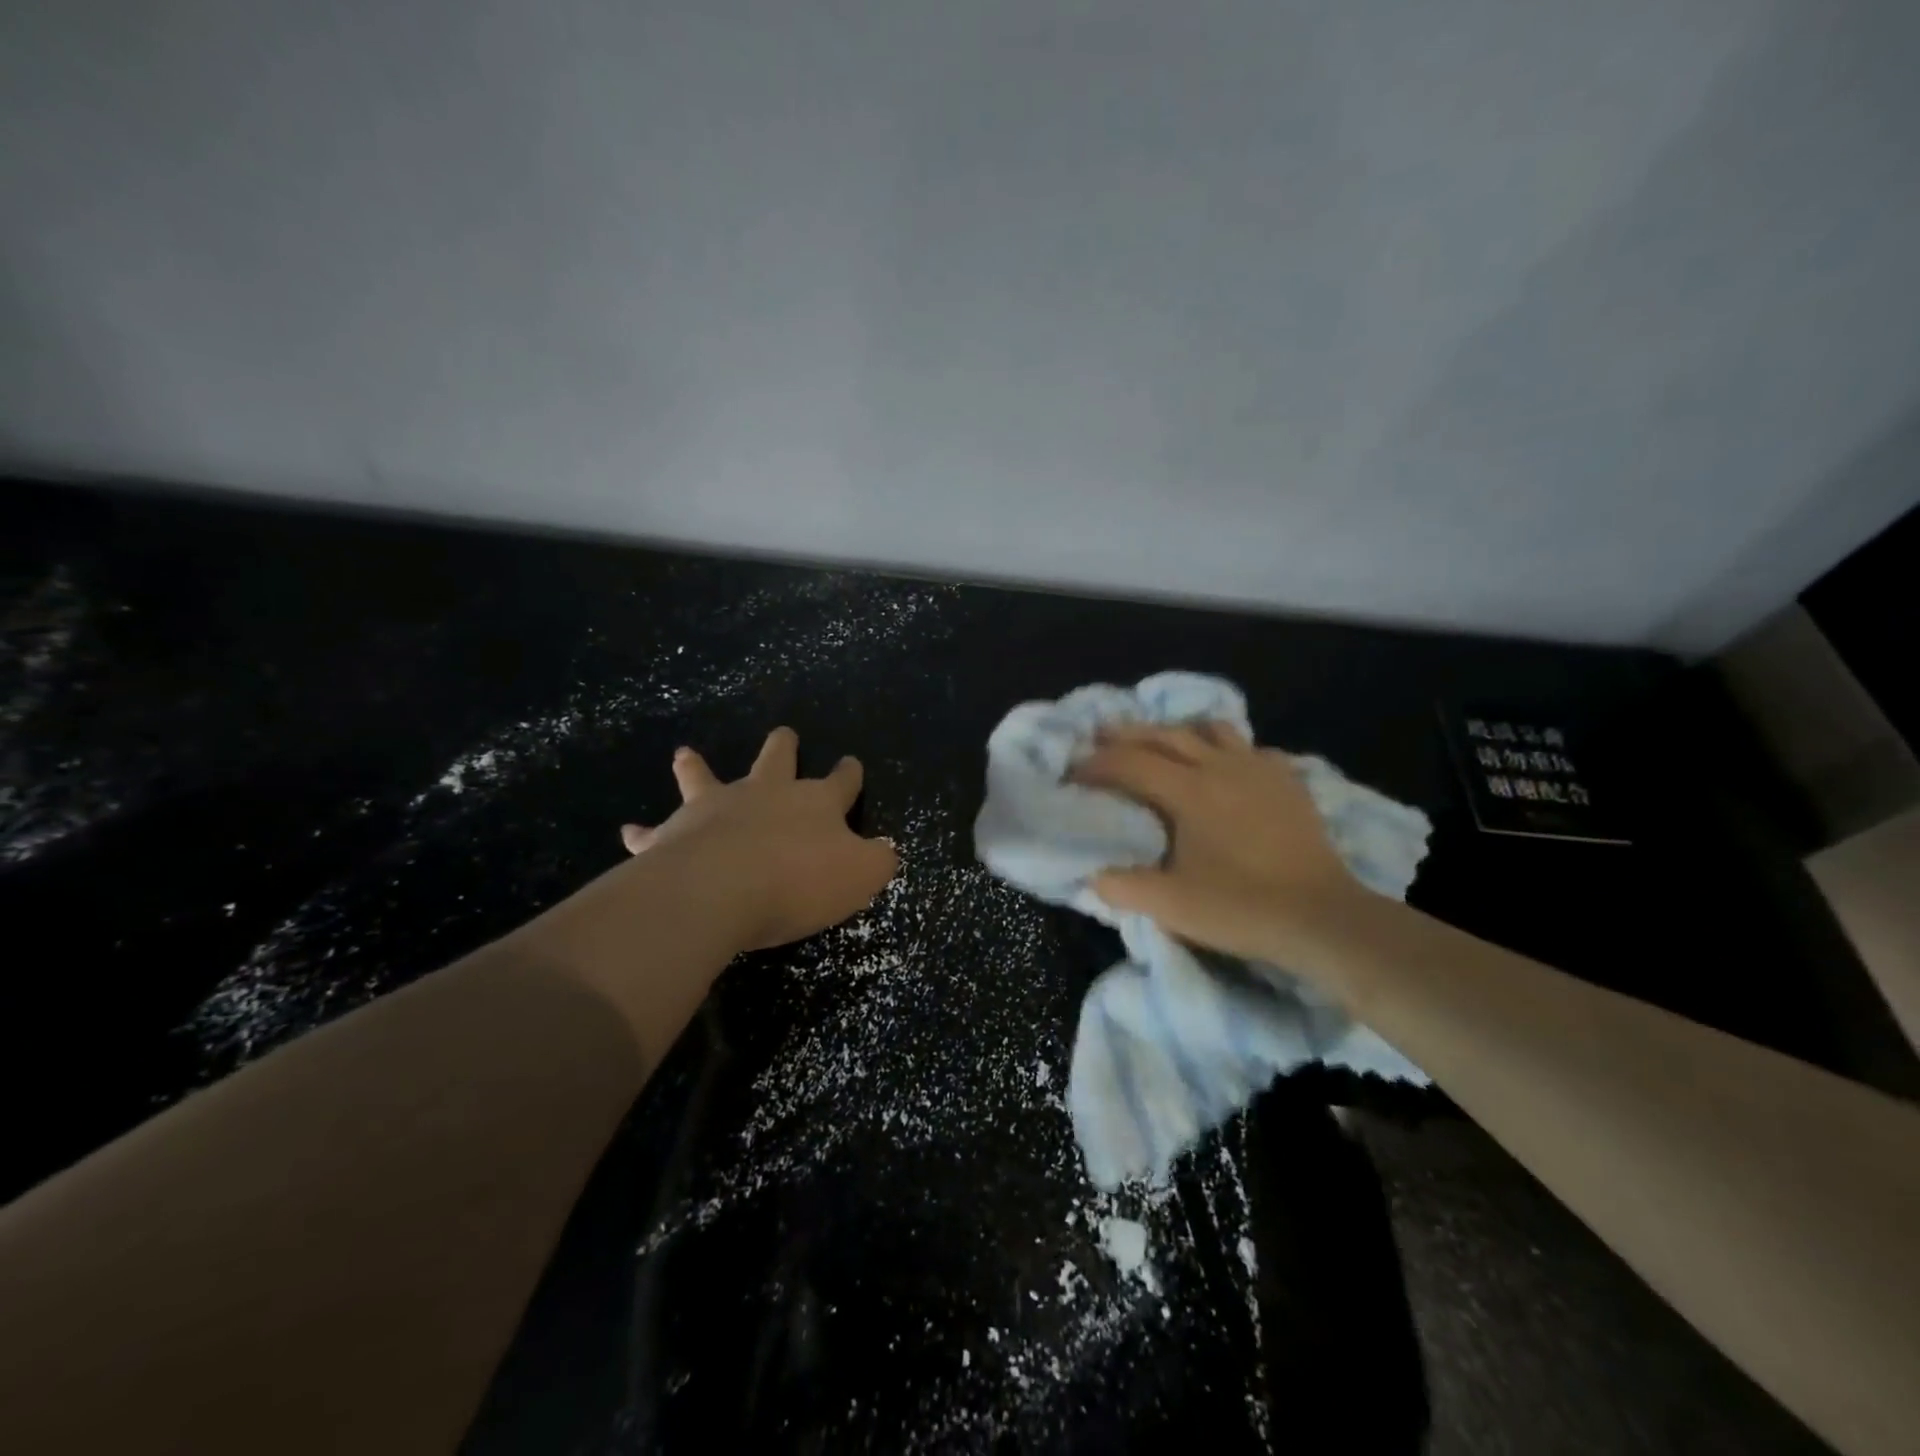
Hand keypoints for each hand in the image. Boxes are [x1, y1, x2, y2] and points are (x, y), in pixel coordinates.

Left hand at [619, 728, 896, 950]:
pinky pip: (654, 832)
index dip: (849, 773)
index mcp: (815, 802)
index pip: (840, 781)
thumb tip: (886, 850)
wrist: (721, 889)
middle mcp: (765, 794)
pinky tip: (630, 832)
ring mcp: (716, 808)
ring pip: (705, 778)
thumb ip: (879, 860)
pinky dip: (643, 832)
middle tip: (783, 735)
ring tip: (685, 755)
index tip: (851, 764)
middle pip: (777, 759)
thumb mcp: (861, 875)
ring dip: (696, 768)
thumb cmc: (799, 881)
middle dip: (784, 747)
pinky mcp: (675, 834)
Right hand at [1072, 721, 1372, 963]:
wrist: (1320, 917)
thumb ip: (1122, 887)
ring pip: (1210, 730)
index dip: (1096, 764)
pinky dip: (1228, 751)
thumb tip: (1093, 874)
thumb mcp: (1170, 905)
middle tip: (1100, 737)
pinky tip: (1226, 768)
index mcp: (1187, 790)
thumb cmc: (1240, 907)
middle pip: (1165, 735)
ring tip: (1162, 743)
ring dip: (1178, 731)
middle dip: (1127, 734)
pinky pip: (1250, 749)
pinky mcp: (1287, 781)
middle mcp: (1220, 766)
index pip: (1130, 763)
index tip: (1073, 772)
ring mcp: (1258, 769)